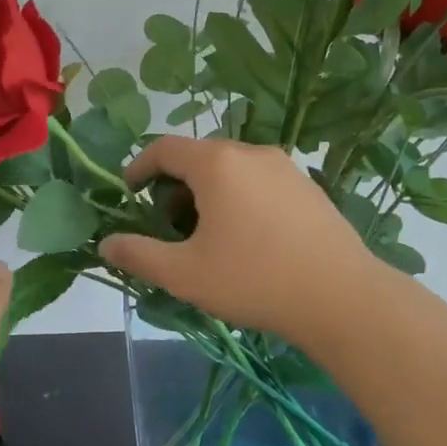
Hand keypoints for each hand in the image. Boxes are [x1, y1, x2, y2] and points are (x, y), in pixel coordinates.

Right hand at [99, 137, 378, 345]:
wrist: (340, 297)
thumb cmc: (253, 280)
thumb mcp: (184, 274)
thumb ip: (139, 254)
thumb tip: (106, 244)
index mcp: (217, 163)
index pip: (164, 148)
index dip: (139, 167)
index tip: (129, 194)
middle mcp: (251, 153)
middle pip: (198, 157)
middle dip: (174, 187)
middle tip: (169, 228)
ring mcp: (286, 167)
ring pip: (231, 170)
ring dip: (207, 194)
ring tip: (208, 238)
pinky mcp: (308, 187)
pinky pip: (259, 182)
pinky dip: (239, 198)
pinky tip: (248, 240)